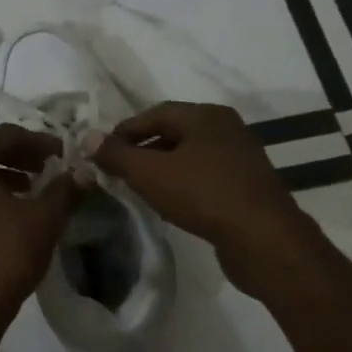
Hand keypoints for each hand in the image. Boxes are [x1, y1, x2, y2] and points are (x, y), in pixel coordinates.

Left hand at [0, 125, 78, 332]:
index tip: (62, 153)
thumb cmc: (4, 255)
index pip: (5, 134)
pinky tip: (10, 212)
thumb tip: (83, 173)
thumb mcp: (44, 219)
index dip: (38, 140)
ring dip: (2, 173)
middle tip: (46, 166)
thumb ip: (64, 190)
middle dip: (17, 154)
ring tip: (32, 188)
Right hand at [92, 101, 324, 299]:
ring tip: (138, 189)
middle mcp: (226, 128)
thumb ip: (117, 154)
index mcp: (205, 115)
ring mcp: (240, 157)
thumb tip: (89, 137)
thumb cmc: (202, 194)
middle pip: (173, 133)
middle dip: (142, 150)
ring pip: (189, 156)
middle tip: (117, 171)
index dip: (124, 131)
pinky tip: (170, 204)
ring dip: (161, 169)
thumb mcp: (150, 173)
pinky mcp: (246, 186)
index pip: (155, 113)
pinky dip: (182, 184)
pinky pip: (205, 176)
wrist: (262, 238)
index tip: (102, 152)